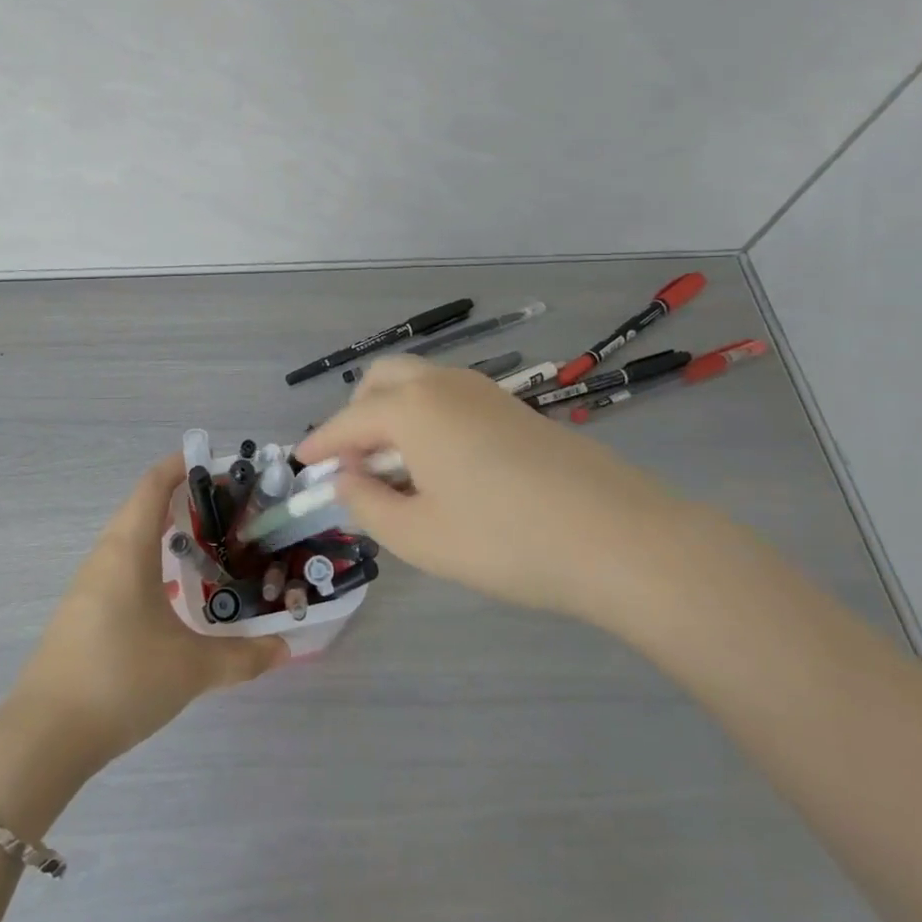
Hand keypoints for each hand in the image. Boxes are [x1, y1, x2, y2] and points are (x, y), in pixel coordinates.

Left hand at [5, 455, 286, 771]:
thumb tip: (284, 649)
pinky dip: (153, 562)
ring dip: (168, 533)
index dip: (184, 464)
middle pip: (144, 506)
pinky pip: (123, 567)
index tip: (221, 463)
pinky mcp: (83, 612)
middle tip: (232, 509)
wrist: (44, 737)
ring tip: (211, 546)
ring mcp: (89, 585)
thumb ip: (243, 656)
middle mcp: (105, 556)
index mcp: (128, 548)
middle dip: (186, 499)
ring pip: (132, 539)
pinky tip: (177, 593)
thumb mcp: (192, 668)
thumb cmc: (122, 680)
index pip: (154, 483)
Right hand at [295, 356, 695, 629]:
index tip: (302, 463)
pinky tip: (441, 463)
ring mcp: (485, 391)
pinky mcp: (515, 408)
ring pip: (419, 383)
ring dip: (392, 412)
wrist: (619, 538)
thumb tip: (347, 478)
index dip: (320, 444)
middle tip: (353, 462)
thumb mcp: (419, 536)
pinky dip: (426, 417)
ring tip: (395, 466)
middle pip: (382, 380)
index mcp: (411, 408)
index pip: (347, 421)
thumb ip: (368, 504)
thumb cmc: (505, 541)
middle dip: (355, 414)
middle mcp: (443, 384)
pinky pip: (450, 398)